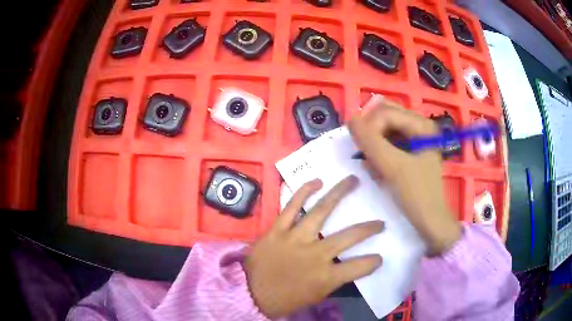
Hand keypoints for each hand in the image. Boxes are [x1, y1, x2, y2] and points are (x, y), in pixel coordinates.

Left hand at [245, 176, 383, 318]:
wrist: (249, 292)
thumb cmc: (284, 299)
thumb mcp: (315, 296)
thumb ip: (333, 280)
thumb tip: (346, 267)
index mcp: (326, 276)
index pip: (359, 267)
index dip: (373, 262)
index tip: (379, 257)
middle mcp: (315, 254)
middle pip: (349, 236)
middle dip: (369, 228)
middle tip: (380, 222)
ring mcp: (296, 238)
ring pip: (322, 210)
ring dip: (340, 192)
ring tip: (353, 180)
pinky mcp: (278, 229)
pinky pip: (292, 206)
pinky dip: (304, 191)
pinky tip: (317, 181)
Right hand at [348, 96, 460, 255]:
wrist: (430, 221)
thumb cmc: (417, 195)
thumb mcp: (393, 167)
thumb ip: (371, 142)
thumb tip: (350, 120)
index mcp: (422, 125)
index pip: (386, 113)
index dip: (369, 128)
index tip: (361, 151)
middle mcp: (420, 126)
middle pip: (385, 116)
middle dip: (371, 133)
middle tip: (363, 153)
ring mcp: (415, 138)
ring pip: (385, 128)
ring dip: (374, 143)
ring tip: (371, 162)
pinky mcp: (410, 150)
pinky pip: (388, 141)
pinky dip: (379, 152)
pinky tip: (377, 167)